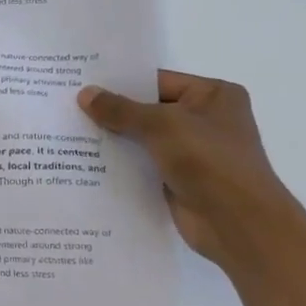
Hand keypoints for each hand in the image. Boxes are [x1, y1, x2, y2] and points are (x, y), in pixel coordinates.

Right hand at [78, 71, 305, 270]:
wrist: (238, 223)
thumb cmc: (209, 162)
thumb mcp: (162, 126)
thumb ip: (121, 110)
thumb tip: (85, 94)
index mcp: (213, 96)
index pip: (157, 81)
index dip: (119, 83)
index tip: (80, 84)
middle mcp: (204, 120)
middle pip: (147, 110)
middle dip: (111, 112)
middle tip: (67, 107)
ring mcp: (191, 151)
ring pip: (142, 139)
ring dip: (111, 139)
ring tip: (68, 133)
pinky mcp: (177, 179)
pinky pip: (141, 164)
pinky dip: (118, 164)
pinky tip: (84, 162)